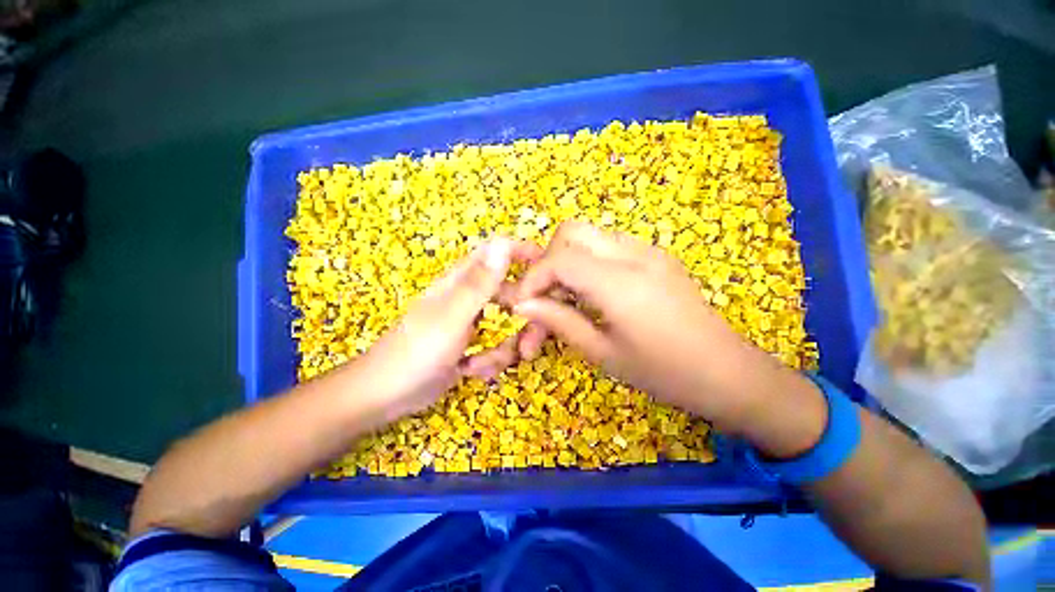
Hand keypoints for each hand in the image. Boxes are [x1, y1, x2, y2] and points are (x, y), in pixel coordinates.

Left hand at [358, 238, 538, 418]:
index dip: (524, 255)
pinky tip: (470, 372)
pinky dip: (490, 361)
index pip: (497, 252)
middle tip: (530, 343)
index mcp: (463, 281)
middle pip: (513, 293)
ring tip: (482, 365)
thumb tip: (503, 244)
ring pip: (509, 325)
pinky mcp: (472, 344)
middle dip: (526, 318)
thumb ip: (479, 283)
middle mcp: (470, 297)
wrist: (385, 397)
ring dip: (505, 348)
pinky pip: (498, 346)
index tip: (548, 271)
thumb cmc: (415, 352)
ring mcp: (472, 322)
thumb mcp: (452, 318)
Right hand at [514, 221, 819, 439]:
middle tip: (545, 296)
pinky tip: (592, 295)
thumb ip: (559, 321)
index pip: (559, 259)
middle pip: (571, 232)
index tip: (522, 305)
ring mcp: (647, 251)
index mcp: (619, 282)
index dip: (532, 279)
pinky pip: (608, 247)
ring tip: (565, 299)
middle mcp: (633, 254)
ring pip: (590, 237)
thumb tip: (522, 305)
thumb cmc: (663, 373)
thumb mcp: (602, 353)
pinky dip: (588, 264)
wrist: (727, 373)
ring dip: (567, 262)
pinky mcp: (655, 257)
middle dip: (548, 261)